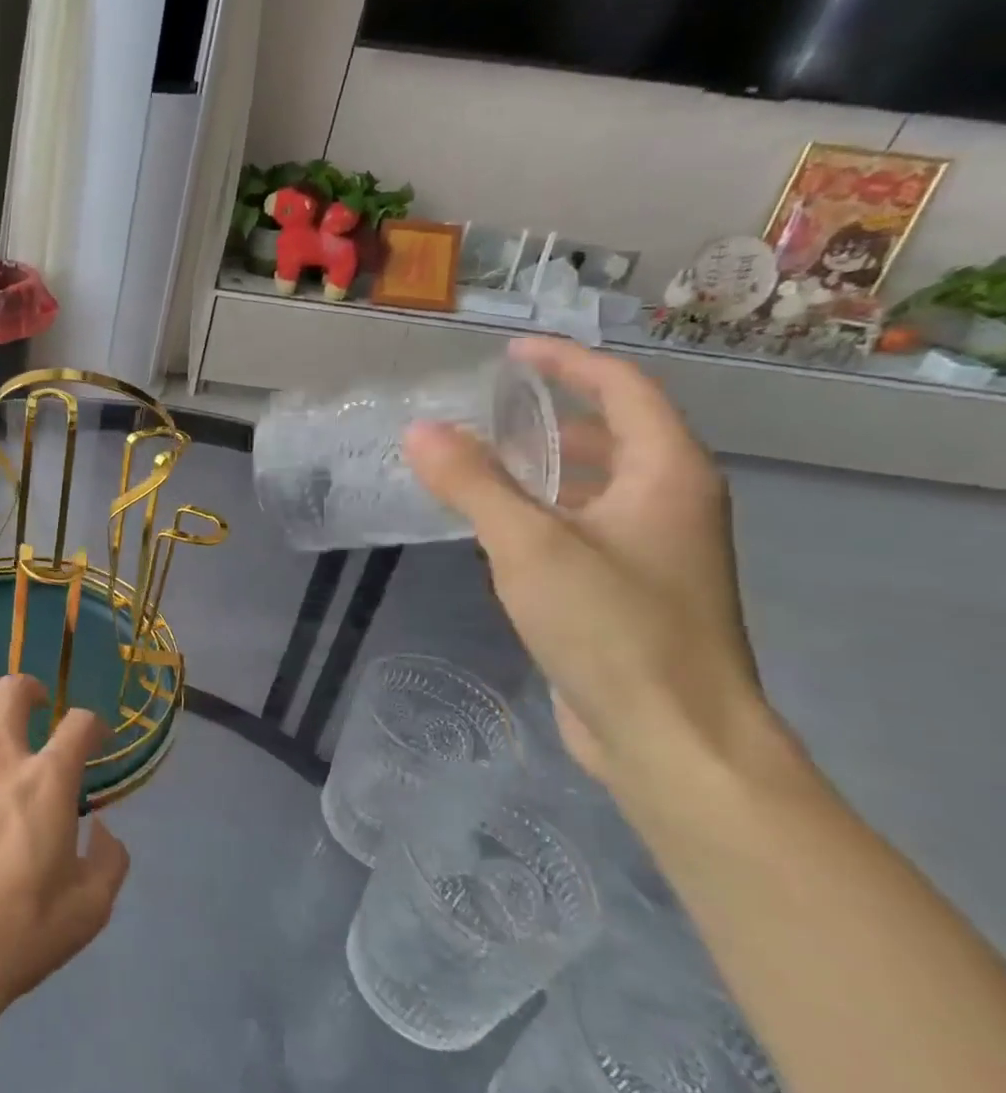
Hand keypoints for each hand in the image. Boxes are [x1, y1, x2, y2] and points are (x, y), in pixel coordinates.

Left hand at [0, 675, 130, 1028]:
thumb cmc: (18, 934)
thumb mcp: (89, 911)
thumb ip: (110, 861)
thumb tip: (104, 830)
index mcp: (47, 781)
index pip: (80, 723)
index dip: (94, 724)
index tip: (96, 739)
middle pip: (12, 689)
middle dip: (30, 690)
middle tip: (36, 709)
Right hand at [403, 337, 797, 795]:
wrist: (672, 738)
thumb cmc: (612, 627)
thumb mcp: (530, 545)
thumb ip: (473, 483)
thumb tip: (419, 430)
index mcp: (668, 475)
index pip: (623, 390)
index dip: (567, 362)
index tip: (510, 353)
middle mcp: (671, 503)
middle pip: (615, 435)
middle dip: (553, 415)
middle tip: (486, 410)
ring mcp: (656, 551)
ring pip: (598, 485)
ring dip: (545, 465)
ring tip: (481, 461)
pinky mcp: (632, 591)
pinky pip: (585, 526)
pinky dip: (544, 511)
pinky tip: (498, 528)